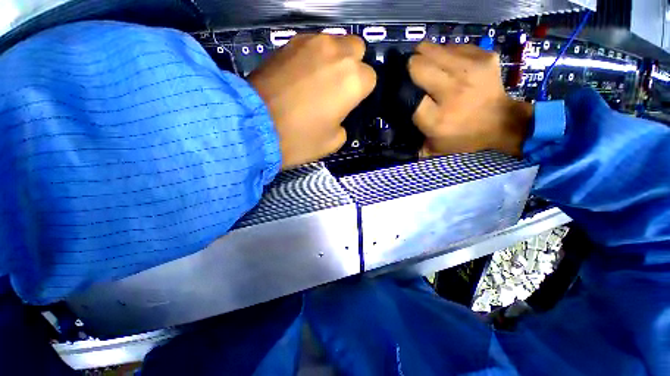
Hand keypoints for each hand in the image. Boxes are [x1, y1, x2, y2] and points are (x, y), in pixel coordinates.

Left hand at [249, 34, 375, 167]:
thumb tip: (338, 114)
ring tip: (318, 80)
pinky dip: (313, 57)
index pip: (370, 78)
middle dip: (353, 67)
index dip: (361, 92)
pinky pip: (311, 44)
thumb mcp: (333, 142)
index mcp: (352, 80)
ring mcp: (310, 43)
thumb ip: (344, 124)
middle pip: (356, 49)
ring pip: (334, 42)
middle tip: (338, 87)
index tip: (350, 103)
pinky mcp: (288, 42)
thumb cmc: (300, 139)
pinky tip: (301, 75)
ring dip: (333, 59)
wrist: (254, 126)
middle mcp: (336, 53)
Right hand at [408, 42, 531, 156]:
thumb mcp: (433, 147)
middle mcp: (453, 91)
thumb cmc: (463, 137)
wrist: (503, 123)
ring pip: (432, 49)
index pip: (407, 94)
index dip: (402, 89)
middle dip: (411, 67)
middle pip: (418, 65)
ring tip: (430, 67)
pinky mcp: (484, 56)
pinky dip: (446, 54)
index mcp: (438, 119)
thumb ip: (414, 139)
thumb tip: (398, 123)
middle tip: (413, 73)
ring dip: (426, 56)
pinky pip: (452, 47)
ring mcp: (470, 70)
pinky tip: (449, 65)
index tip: (402, 89)